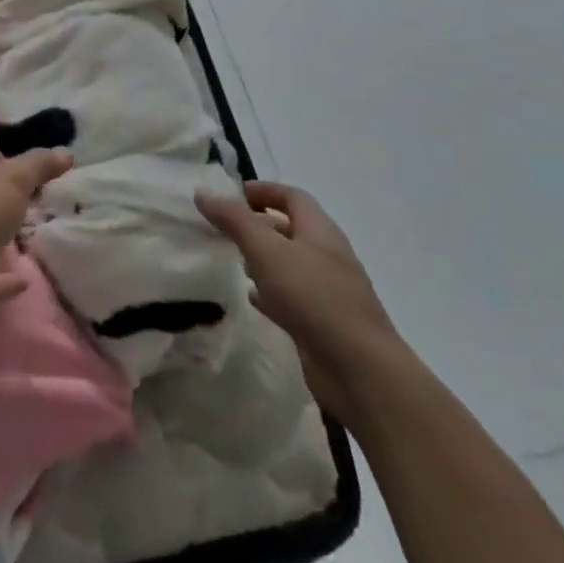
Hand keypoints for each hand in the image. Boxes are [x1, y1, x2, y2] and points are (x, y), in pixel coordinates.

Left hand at [0, 147, 72, 339]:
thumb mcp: (12, 179)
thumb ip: (38, 166)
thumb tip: (65, 152)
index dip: (10, 156)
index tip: (40, 163)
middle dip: (13, 194)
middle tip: (48, 196)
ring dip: (9, 233)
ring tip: (43, 231)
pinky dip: (8, 277)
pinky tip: (28, 277)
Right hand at [197, 181, 408, 425]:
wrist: (360, 371)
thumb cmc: (313, 297)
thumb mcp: (267, 251)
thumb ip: (234, 220)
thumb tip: (203, 192)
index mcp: (320, 231)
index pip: (292, 197)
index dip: (263, 190)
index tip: (231, 194)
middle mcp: (327, 256)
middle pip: (290, 229)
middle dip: (258, 224)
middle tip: (224, 227)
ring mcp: (328, 292)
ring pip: (289, 264)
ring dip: (262, 258)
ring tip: (232, 259)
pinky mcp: (323, 323)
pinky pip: (292, 297)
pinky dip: (270, 291)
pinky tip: (251, 298)